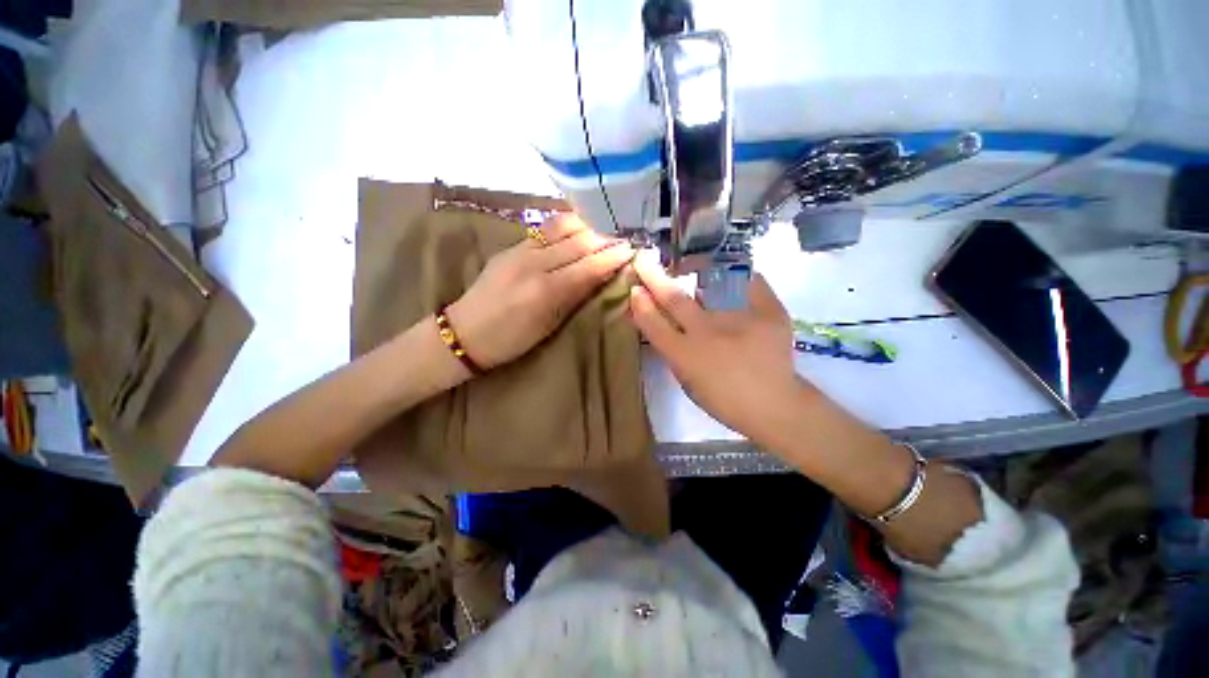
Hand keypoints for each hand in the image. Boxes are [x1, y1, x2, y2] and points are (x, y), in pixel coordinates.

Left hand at [448, 214, 633, 368]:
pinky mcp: (510, 246)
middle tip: (623, 241)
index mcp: (547, 291)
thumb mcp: (549, 325)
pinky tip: (577, 229)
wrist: (465, 332)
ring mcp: (520, 250)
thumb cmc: (512, 340)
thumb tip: (600, 277)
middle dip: (605, 240)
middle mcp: (535, 263)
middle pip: (579, 243)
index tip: (632, 251)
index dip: (613, 258)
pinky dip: (566, 227)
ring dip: (587, 228)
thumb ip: (575, 296)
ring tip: (603, 233)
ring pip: (562, 228)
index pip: (589, 267)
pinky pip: (544, 230)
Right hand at [628, 250, 807, 442]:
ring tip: (690, 262)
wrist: (775, 406)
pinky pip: (750, 282)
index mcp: (685, 355)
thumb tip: (663, 323)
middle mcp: (707, 333)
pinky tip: (731, 272)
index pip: (653, 323)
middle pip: (674, 298)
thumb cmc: (725, 400)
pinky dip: (739, 275)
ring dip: (694, 270)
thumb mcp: (688, 381)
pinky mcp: (768, 312)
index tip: (634, 289)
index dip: (641, 304)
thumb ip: (673, 351)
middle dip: (654, 277)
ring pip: (709, 284)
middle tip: (644, 260)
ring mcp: (738, 319)